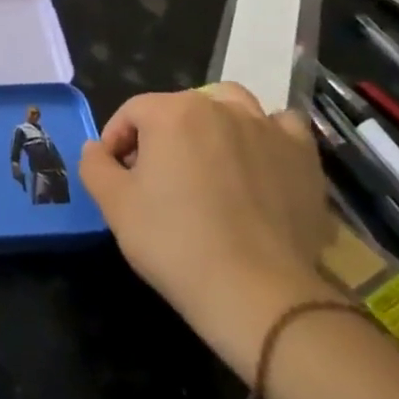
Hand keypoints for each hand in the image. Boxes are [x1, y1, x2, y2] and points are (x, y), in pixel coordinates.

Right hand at [80, 84, 332, 377]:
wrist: (257, 293)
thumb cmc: (174, 242)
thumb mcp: (114, 205)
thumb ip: (95, 165)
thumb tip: (97, 148)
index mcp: (170, 112)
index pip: (131, 113)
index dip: (116, 141)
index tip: (115, 175)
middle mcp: (219, 108)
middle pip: (177, 108)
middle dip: (160, 134)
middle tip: (155, 176)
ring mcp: (266, 129)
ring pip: (231, 105)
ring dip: (212, 122)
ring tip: (206, 158)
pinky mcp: (303, 158)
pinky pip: (283, 127)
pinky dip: (266, 134)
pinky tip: (257, 160)